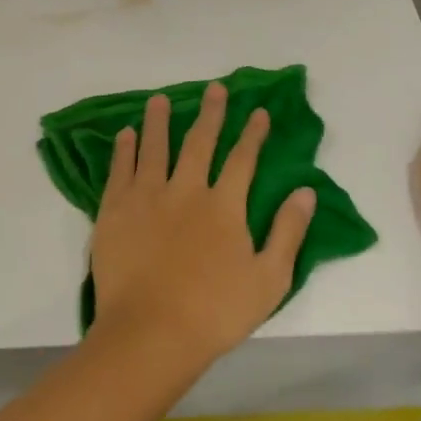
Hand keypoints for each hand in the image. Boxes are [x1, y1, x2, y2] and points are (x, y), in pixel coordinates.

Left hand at [88, 82, 315, 368]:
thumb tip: (305, 191)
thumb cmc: (215, 312)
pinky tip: (126, 135)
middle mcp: (185, 190)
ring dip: (159, 121)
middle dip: (210, 113)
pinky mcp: (114, 210)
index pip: (242, 159)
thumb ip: (288, 231)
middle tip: (214, 89)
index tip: (258, 111)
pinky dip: (124, 150)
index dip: (252, 133)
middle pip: (199, 142)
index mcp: (223, 206)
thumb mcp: (269, 279)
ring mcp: (146, 197)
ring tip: (160, 99)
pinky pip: (120, 170)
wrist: (150, 332)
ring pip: (154, 148)